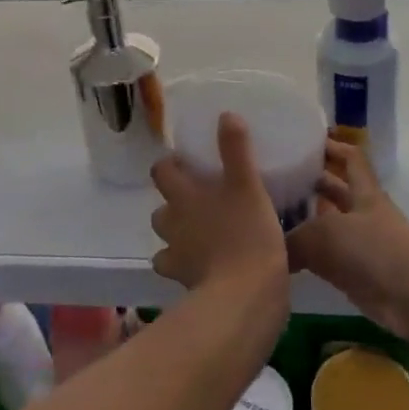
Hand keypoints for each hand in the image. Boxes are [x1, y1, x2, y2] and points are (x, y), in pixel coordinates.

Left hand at [148, 113, 288, 297]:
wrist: (244, 295)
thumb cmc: (247, 233)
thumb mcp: (247, 184)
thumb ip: (236, 149)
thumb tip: (226, 114)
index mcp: (183, 196)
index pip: (161, 171)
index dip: (169, 165)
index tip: (188, 163)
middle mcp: (172, 224)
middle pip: (161, 209)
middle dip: (175, 203)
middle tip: (203, 199)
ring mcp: (176, 257)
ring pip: (167, 241)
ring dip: (180, 235)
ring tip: (206, 232)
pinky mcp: (185, 284)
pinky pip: (180, 270)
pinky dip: (188, 265)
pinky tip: (208, 263)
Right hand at [288, 139, 408, 346]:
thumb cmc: (374, 250)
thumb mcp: (326, 234)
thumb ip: (294, 238)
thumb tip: (269, 246)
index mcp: (365, 191)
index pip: (350, 157)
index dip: (331, 146)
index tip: (303, 140)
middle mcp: (363, 213)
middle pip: (336, 190)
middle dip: (311, 183)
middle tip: (275, 179)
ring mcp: (362, 245)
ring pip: (328, 225)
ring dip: (305, 221)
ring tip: (270, 215)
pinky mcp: (357, 275)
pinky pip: (326, 259)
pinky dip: (307, 256)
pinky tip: (281, 256)